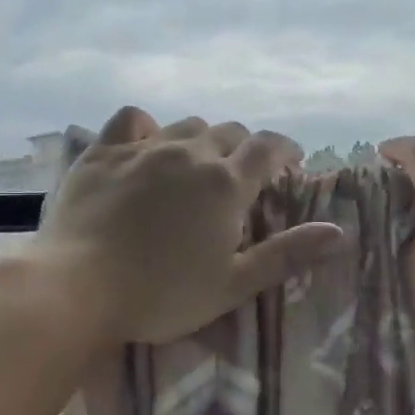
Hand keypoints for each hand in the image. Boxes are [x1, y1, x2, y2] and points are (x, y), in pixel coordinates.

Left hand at [32, 107, 346, 346]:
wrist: (77, 287)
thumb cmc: (162, 294)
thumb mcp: (233, 284)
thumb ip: (286, 255)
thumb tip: (338, 232)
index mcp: (225, 184)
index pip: (268, 149)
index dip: (285, 150)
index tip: (291, 161)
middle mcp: (189, 153)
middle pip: (229, 132)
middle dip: (244, 147)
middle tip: (243, 173)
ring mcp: (143, 148)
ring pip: (185, 125)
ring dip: (201, 138)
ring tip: (198, 161)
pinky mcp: (102, 152)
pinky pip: (130, 120)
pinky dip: (146, 126)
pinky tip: (145, 142)